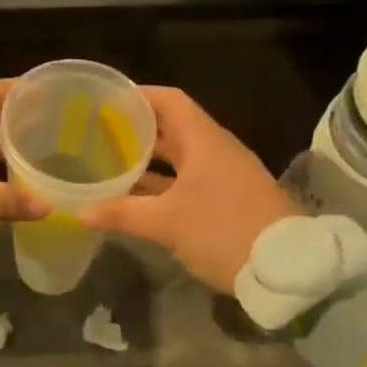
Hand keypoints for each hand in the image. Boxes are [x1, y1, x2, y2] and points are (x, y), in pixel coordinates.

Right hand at [76, 87, 293, 293]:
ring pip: (179, 157)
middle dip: (136, 128)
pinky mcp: (227, 199)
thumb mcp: (167, 223)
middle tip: (98, 131)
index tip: (106, 99)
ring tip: (109, 161)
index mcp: (204, 140)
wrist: (288, 271)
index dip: (138, 95)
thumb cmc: (224, 231)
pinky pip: (187, 180)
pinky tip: (136, 196)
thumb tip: (78, 211)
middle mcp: (215, 150)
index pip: (169, 100)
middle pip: (171, 127)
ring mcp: (224, 175)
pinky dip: (162, 183)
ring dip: (147, 159)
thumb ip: (121, 213)